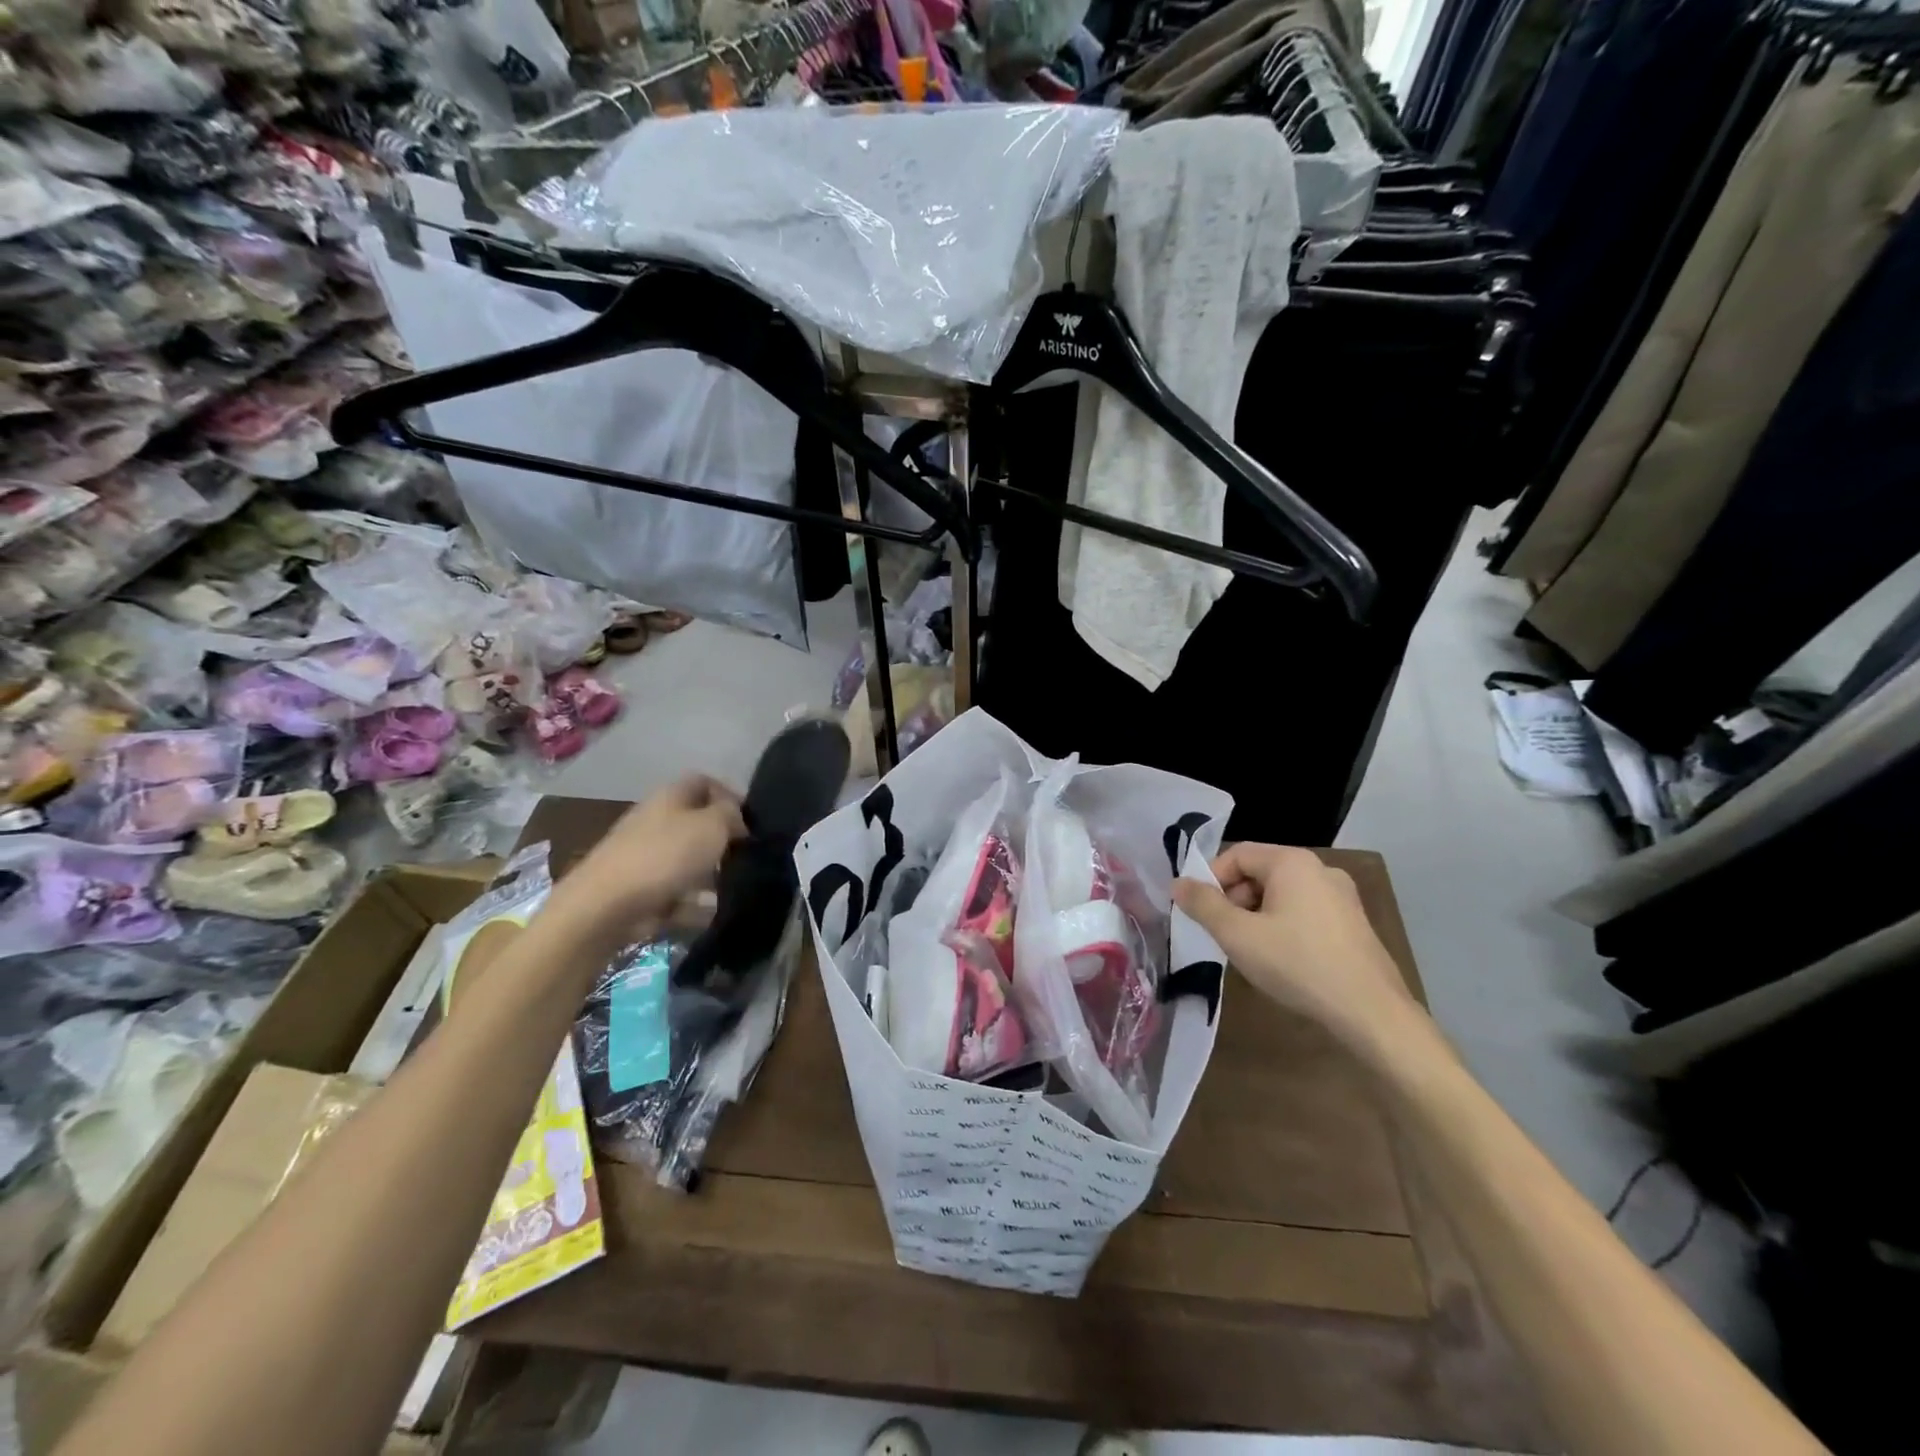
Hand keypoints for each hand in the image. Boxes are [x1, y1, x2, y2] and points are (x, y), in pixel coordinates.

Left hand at [560, 775, 746, 927]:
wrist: (605, 906)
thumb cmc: (664, 856)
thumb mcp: (711, 825)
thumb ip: (731, 815)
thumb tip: (735, 818)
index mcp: (670, 796)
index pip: (704, 782)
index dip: (729, 795)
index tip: (750, 820)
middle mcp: (655, 820)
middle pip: (697, 824)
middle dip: (722, 840)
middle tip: (745, 856)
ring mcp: (645, 856)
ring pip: (688, 860)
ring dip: (711, 875)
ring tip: (733, 890)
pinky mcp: (640, 890)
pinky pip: (676, 892)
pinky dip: (693, 904)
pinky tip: (709, 913)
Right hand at [1173, 843, 1421, 1053]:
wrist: (1371, 1012)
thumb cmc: (1297, 964)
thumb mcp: (1238, 935)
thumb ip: (1203, 905)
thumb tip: (1178, 883)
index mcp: (1292, 862)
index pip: (1237, 854)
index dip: (1211, 879)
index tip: (1199, 912)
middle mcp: (1320, 869)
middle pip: (1260, 872)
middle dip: (1233, 899)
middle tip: (1222, 934)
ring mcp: (1342, 896)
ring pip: (1281, 894)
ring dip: (1256, 915)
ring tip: (1248, 950)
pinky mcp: (1354, 923)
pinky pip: (1304, 912)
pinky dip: (1283, 926)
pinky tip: (1280, 959)